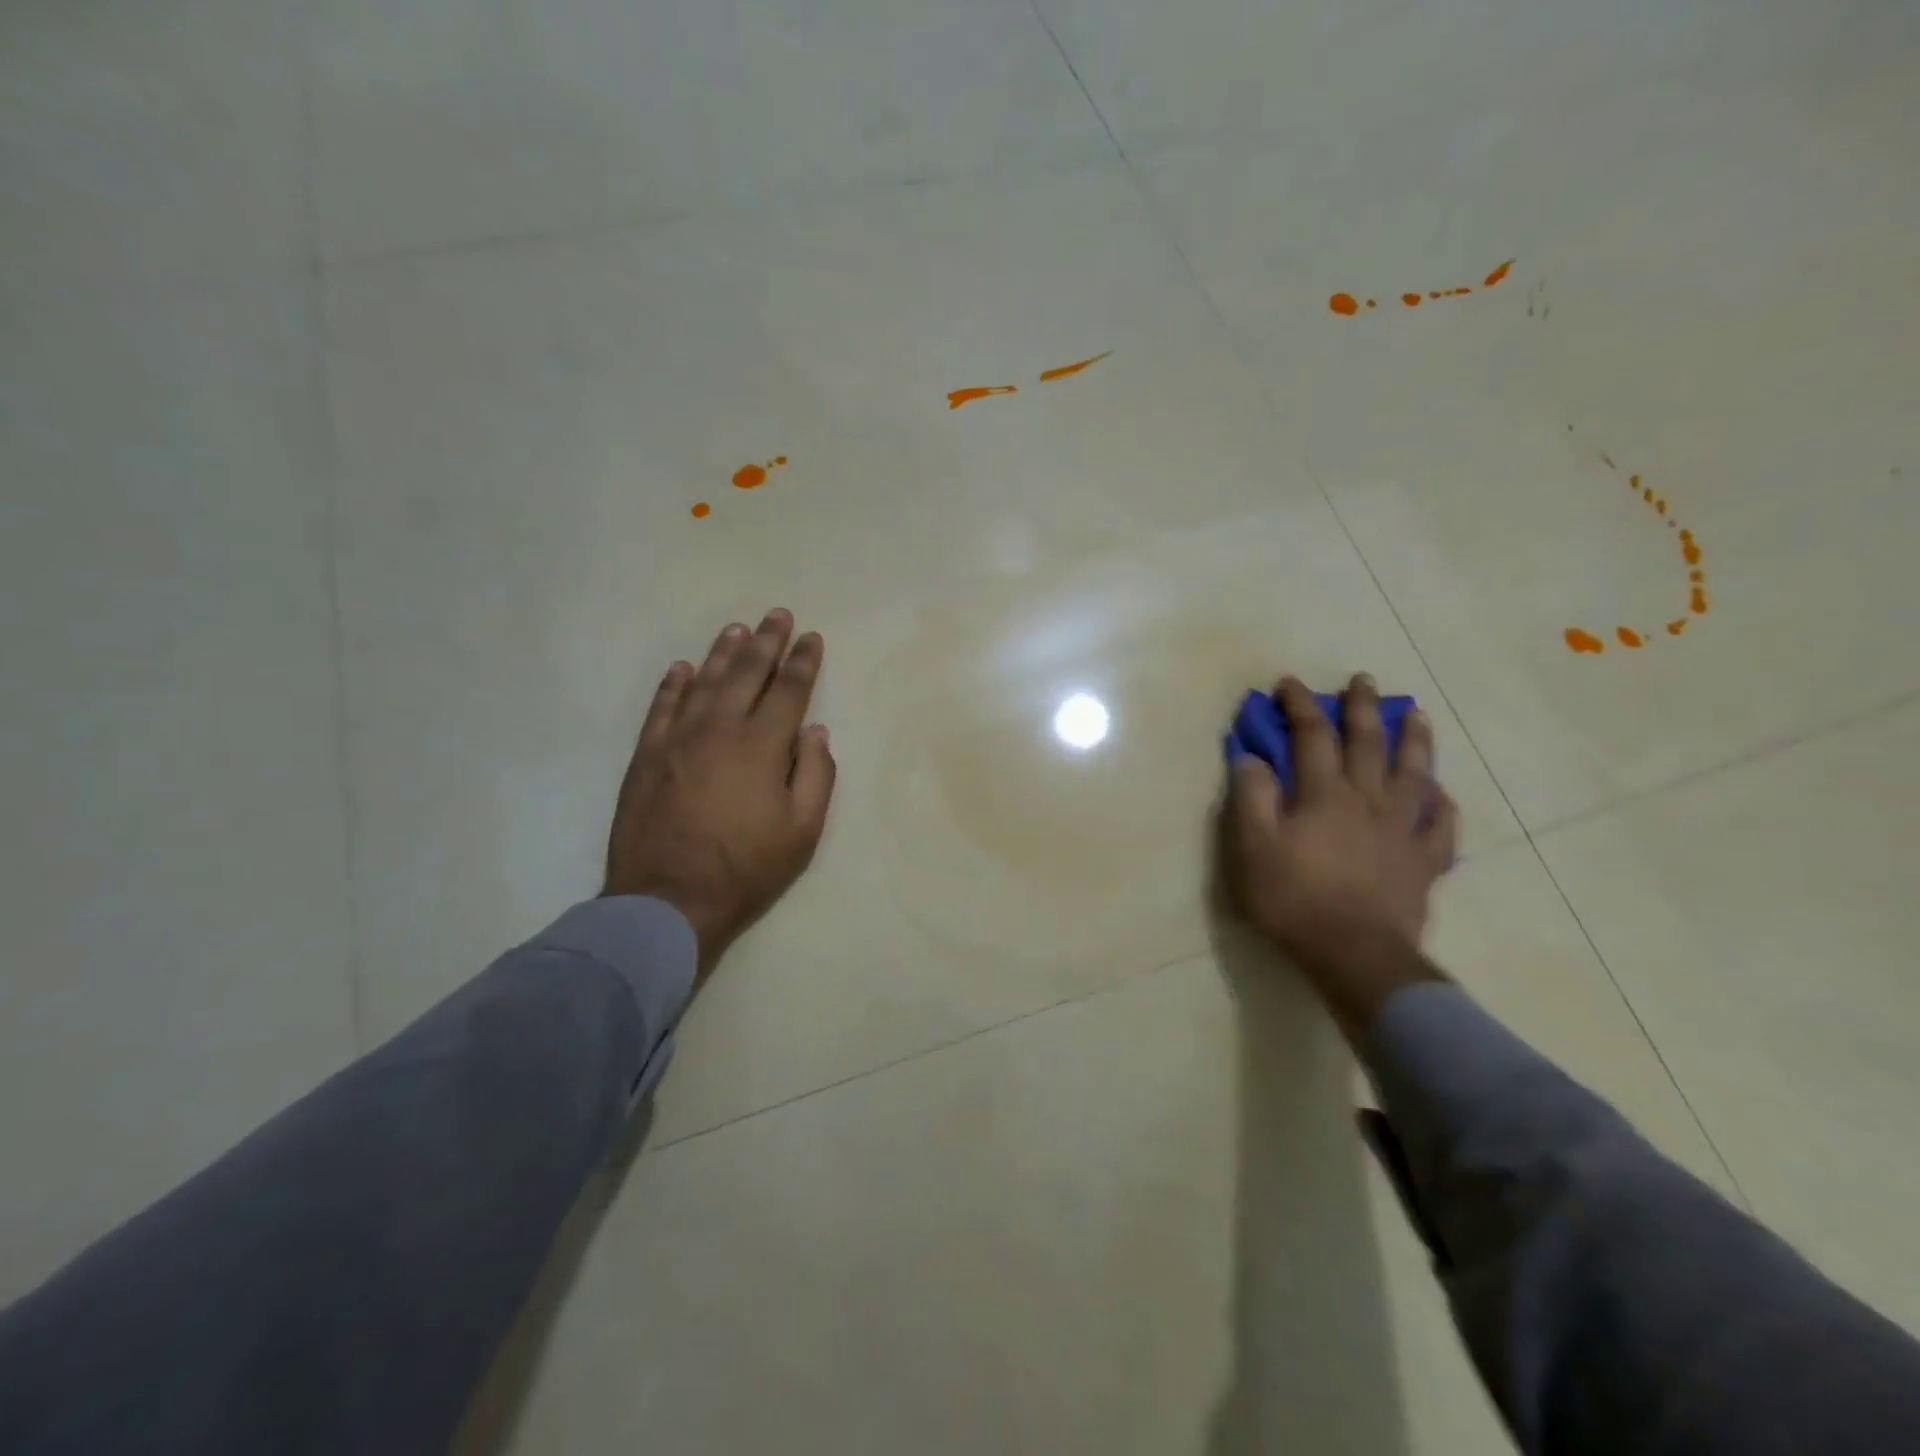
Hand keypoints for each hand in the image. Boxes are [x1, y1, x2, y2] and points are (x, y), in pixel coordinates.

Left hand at [603, 609, 835, 977]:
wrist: (668, 899)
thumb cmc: (746, 868)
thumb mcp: (803, 831)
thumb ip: (816, 775)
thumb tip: (815, 732)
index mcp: (762, 745)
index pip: (789, 690)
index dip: (803, 661)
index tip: (811, 637)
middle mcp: (720, 729)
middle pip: (747, 673)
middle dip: (767, 641)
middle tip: (778, 614)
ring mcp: (677, 739)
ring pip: (704, 682)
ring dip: (723, 652)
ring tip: (738, 629)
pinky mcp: (646, 755)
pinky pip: (661, 707)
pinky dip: (673, 684)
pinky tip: (683, 668)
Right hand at [1224, 674, 1456, 977]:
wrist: (1354, 954)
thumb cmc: (1293, 898)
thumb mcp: (1251, 847)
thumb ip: (1251, 796)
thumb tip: (1251, 757)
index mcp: (1324, 793)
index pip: (1311, 735)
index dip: (1299, 705)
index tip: (1289, 683)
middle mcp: (1368, 799)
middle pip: (1368, 743)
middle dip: (1362, 707)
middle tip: (1363, 681)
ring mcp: (1402, 830)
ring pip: (1414, 774)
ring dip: (1414, 740)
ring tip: (1417, 716)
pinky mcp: (1424, 862)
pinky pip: (1440, 826)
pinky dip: (1442, 805)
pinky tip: (1440, 794)